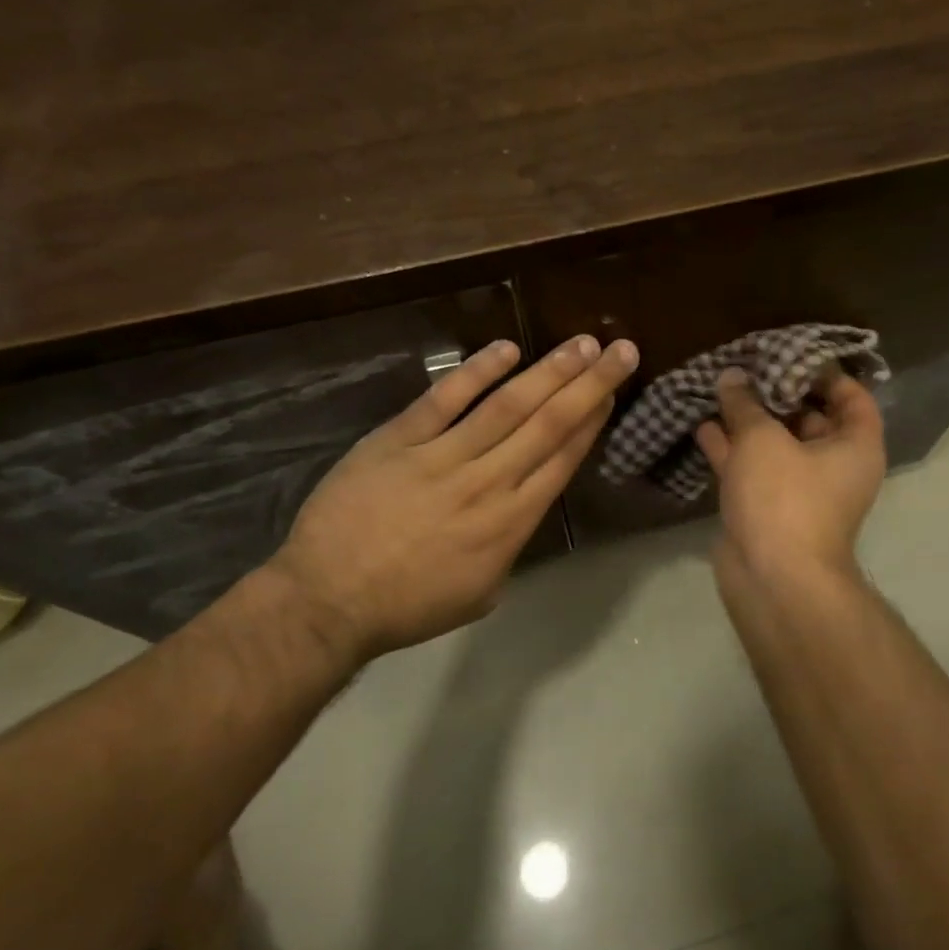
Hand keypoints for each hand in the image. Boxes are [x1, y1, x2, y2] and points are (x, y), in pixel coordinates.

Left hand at [265, 334, 637, 661]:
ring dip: (549, 372)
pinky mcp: (399, 439)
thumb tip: (523, 508)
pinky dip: (476, 372)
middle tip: (620, 350)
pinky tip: (506, 349)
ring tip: (581, 343)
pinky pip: (444, 399)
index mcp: (511, 523)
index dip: (592, 421)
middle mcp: (488, 482)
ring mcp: (443, 457)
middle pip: (549, 425)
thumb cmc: (409, 605)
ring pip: (507, 406)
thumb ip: (509, 545)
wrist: (328, 600)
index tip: (612, 391)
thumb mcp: (481, 591)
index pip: (563, 459)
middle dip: (589, 385)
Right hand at [695, 365, 885, 593]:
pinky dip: (731, 449)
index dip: (825, 373)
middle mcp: (834, 466)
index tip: (791, 354)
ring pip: (775, 444)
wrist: (773, 578)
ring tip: (720, 388)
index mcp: (854, 446)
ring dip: (749, 421)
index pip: (852, 397)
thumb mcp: (763, 439)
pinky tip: (703, 424)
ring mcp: (799, 489)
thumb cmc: (784, 497)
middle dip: (777, 393)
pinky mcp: (768, 508)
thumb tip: (732, 376)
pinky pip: (752, 468)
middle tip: (747, 365)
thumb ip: (745, 403)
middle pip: (809, 418)